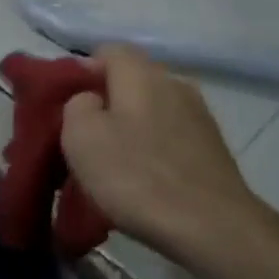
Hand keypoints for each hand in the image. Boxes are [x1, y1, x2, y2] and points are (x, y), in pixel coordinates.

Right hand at [60, 45, 262, 265]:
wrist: (213, 228)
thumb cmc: (137, 176)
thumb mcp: (81, 136)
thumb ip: (77, 105)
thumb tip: (91, 101)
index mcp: (141, 73)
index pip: (106, 51)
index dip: (81, 74)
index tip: (66, 108)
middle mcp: (174, 83)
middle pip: (130, 81)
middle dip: (106, 104)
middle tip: (84, 140)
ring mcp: (199, 116)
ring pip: (151, 111)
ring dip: (131, 130)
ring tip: (113, 166)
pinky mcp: (213, 148)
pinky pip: (170, 138)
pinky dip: (154, 152)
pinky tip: (144, 182)